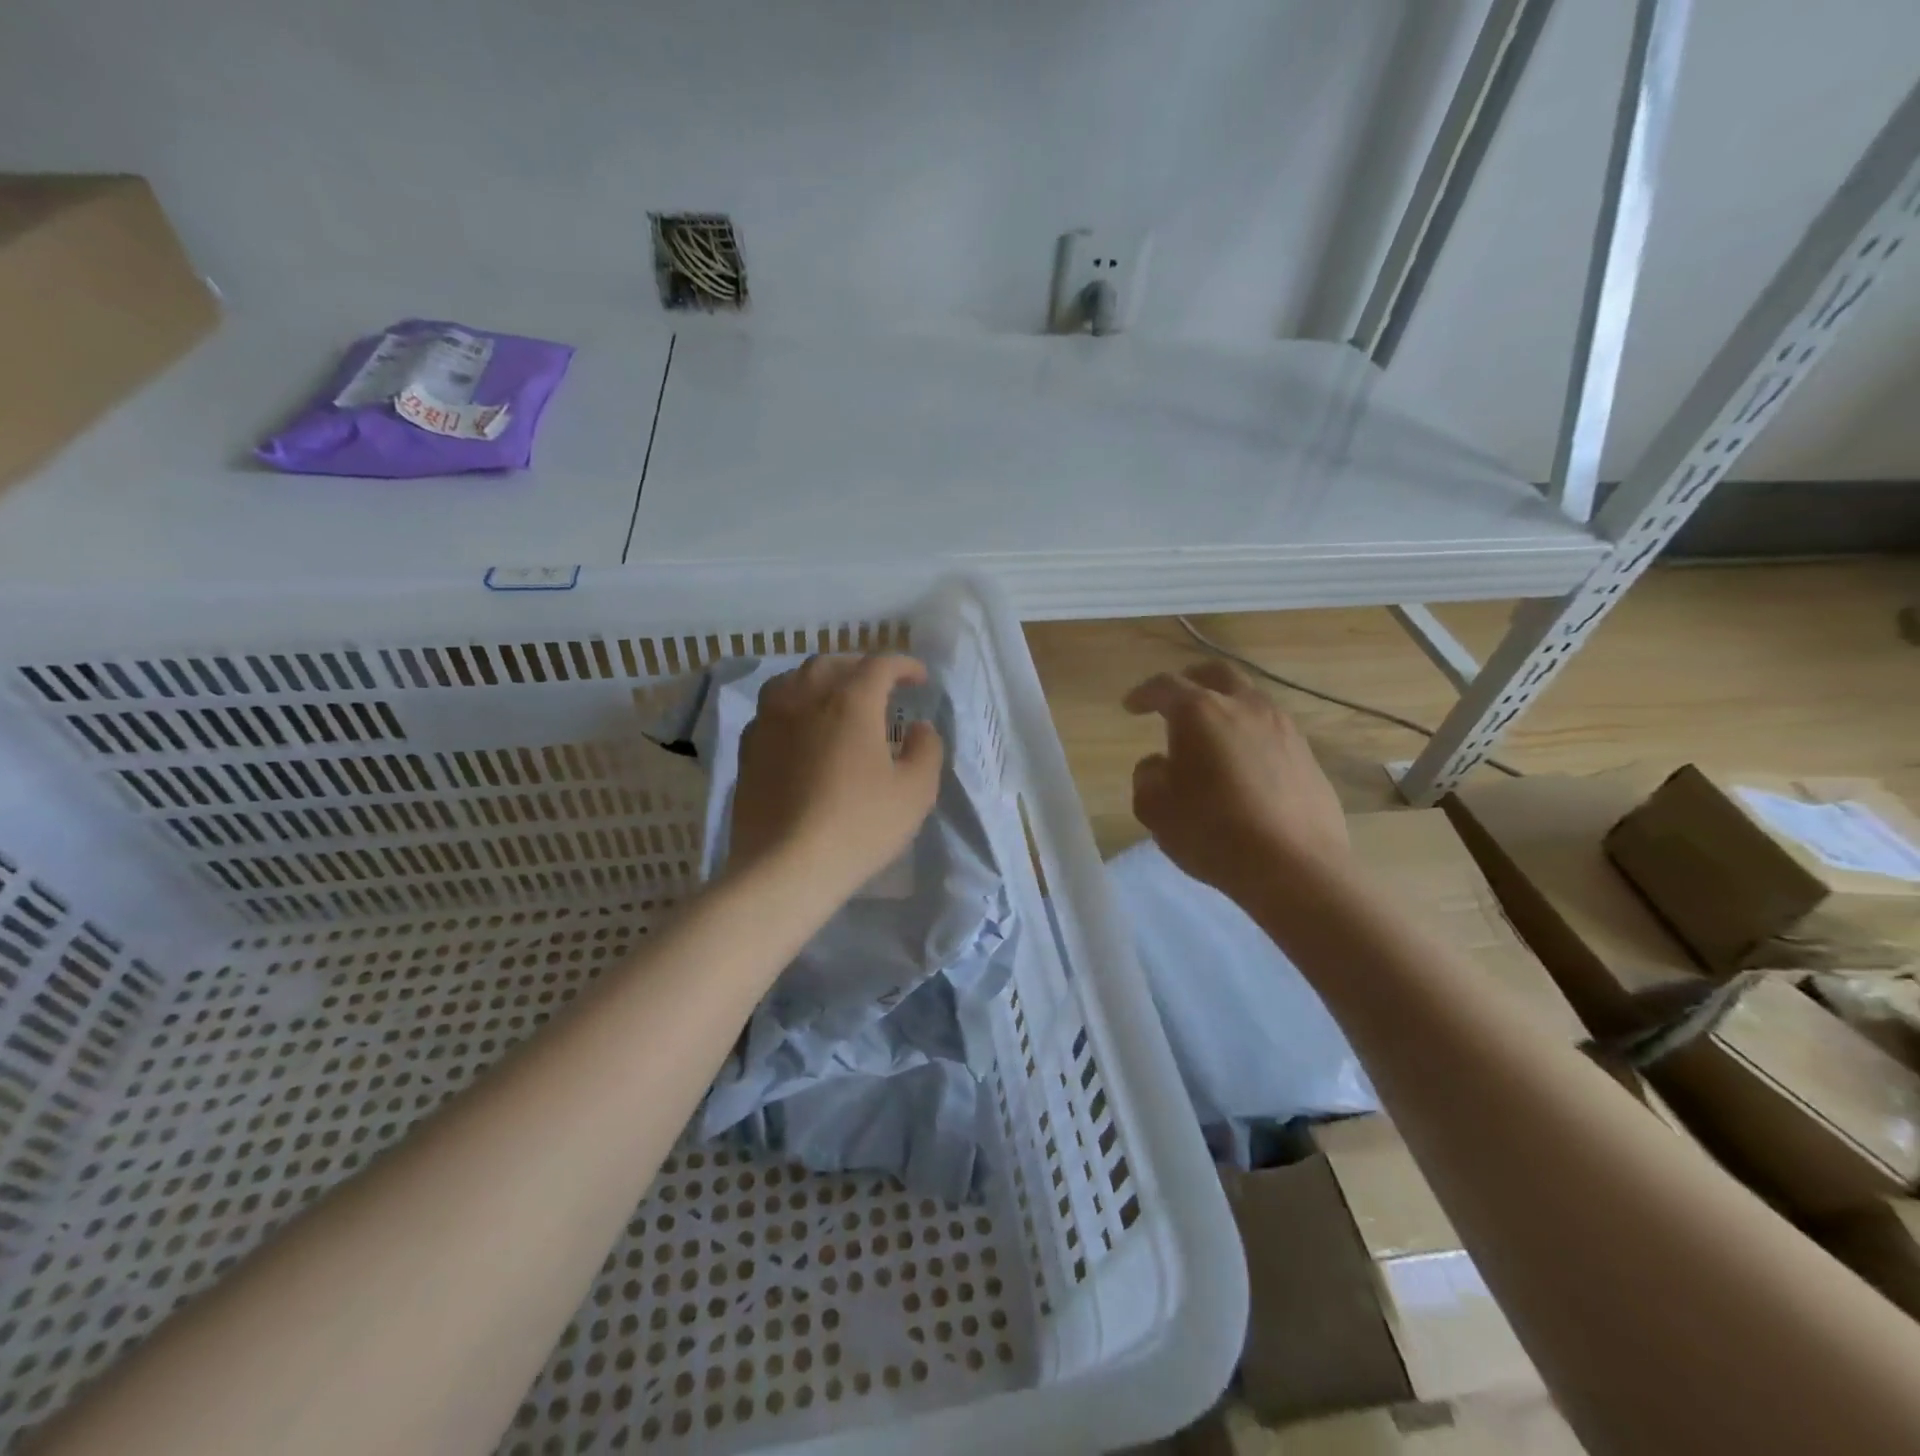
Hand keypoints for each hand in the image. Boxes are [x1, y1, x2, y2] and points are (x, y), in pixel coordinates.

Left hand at [729, 655, 943, 899]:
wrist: (786, 867)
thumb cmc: (859, 826)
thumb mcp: (915, 791)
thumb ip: (926, 750)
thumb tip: (919, 728)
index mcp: (850, 702)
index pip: (879, 665)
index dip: (904, 665)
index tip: (920, 678)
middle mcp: (805, 698)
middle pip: (832, 664)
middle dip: (860, 666)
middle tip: (879, 683)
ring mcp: (770, 721)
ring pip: (793, 679)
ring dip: (820, 679)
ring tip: (834, 696)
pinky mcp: (748, 749)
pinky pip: (771, 709)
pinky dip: (792, 704)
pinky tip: (800, 727)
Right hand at [1125, 660, 1348, 904]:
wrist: (1294, 866)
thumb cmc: (1212, 832)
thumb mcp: (1155, 808)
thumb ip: (1147, 776)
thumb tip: (1159, 764)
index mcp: (1200, 712)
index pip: (1165, 686)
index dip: (1144, 694)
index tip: (1131, 706)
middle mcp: (1244, 706)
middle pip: (1216, 674)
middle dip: (1191, 680)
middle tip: (1175, 698)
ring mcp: (1283, 728)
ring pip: (1249, 698)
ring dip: (1225, 705)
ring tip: (1211, 733)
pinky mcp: (1307, 754)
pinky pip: (1271, 728)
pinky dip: (1249, 733)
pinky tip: (1242, 762)